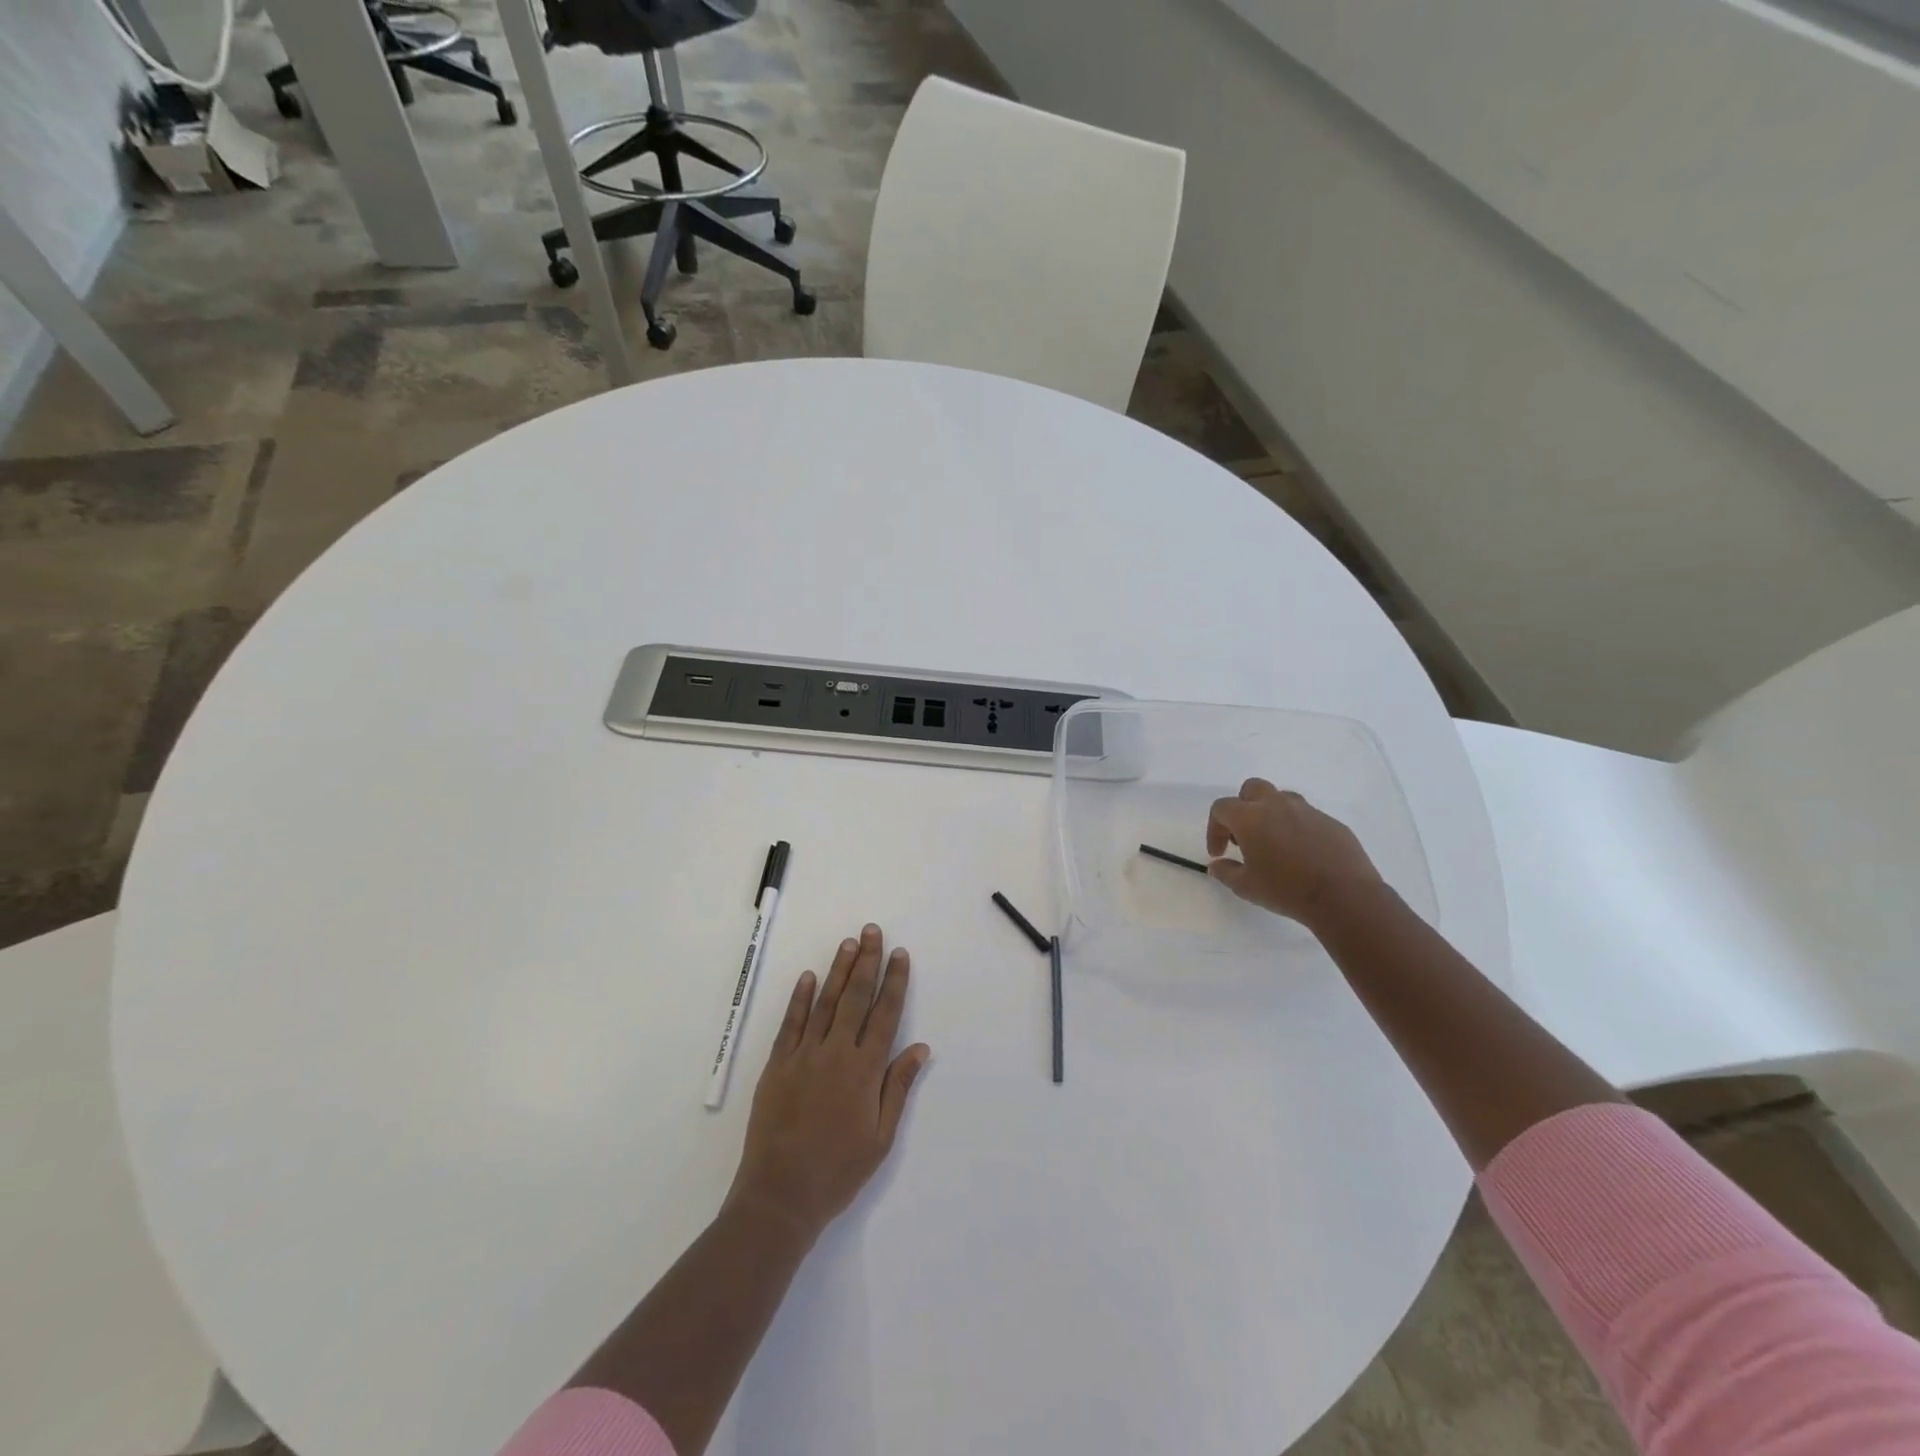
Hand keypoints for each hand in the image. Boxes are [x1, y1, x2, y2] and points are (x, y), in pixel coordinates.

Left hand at [726, 924, 930, 1243]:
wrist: (779, 1196)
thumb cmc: (838, 1171)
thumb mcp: (880, 1138)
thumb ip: (898, 1088)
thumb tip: (920, 1047)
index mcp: (864, 1071)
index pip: (885, 1015)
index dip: (894, 982)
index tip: (900, 955)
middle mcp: (835, 1053)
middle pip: (855, 998)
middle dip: (867, 962)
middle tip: (872, 931)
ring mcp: (803, 1056)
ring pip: (825, 1003)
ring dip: (838, 970)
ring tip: (848, 943)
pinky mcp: (777, 1065)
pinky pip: (791, 1023)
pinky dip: (800, 998)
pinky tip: (809, 977)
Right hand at [1206, 778, 1384, 930]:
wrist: (1345, 897)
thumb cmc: (1287, 890)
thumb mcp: (1246, 887)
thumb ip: (1225, 872)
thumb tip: (1217, 865)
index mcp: (1250, 817)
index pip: (1221, 808)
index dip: (1214, 829)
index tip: (1219, 854)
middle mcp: (1277, 805)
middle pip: (1251, 789)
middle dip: (1242, 808)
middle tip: (1245, 838)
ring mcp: (1308, 811)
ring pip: (1281, 799)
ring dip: (1271, 815)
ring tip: (1275, 844)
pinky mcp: (1331, 822)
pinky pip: (1307, 817)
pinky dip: (1297, 828)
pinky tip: (1303, 855)